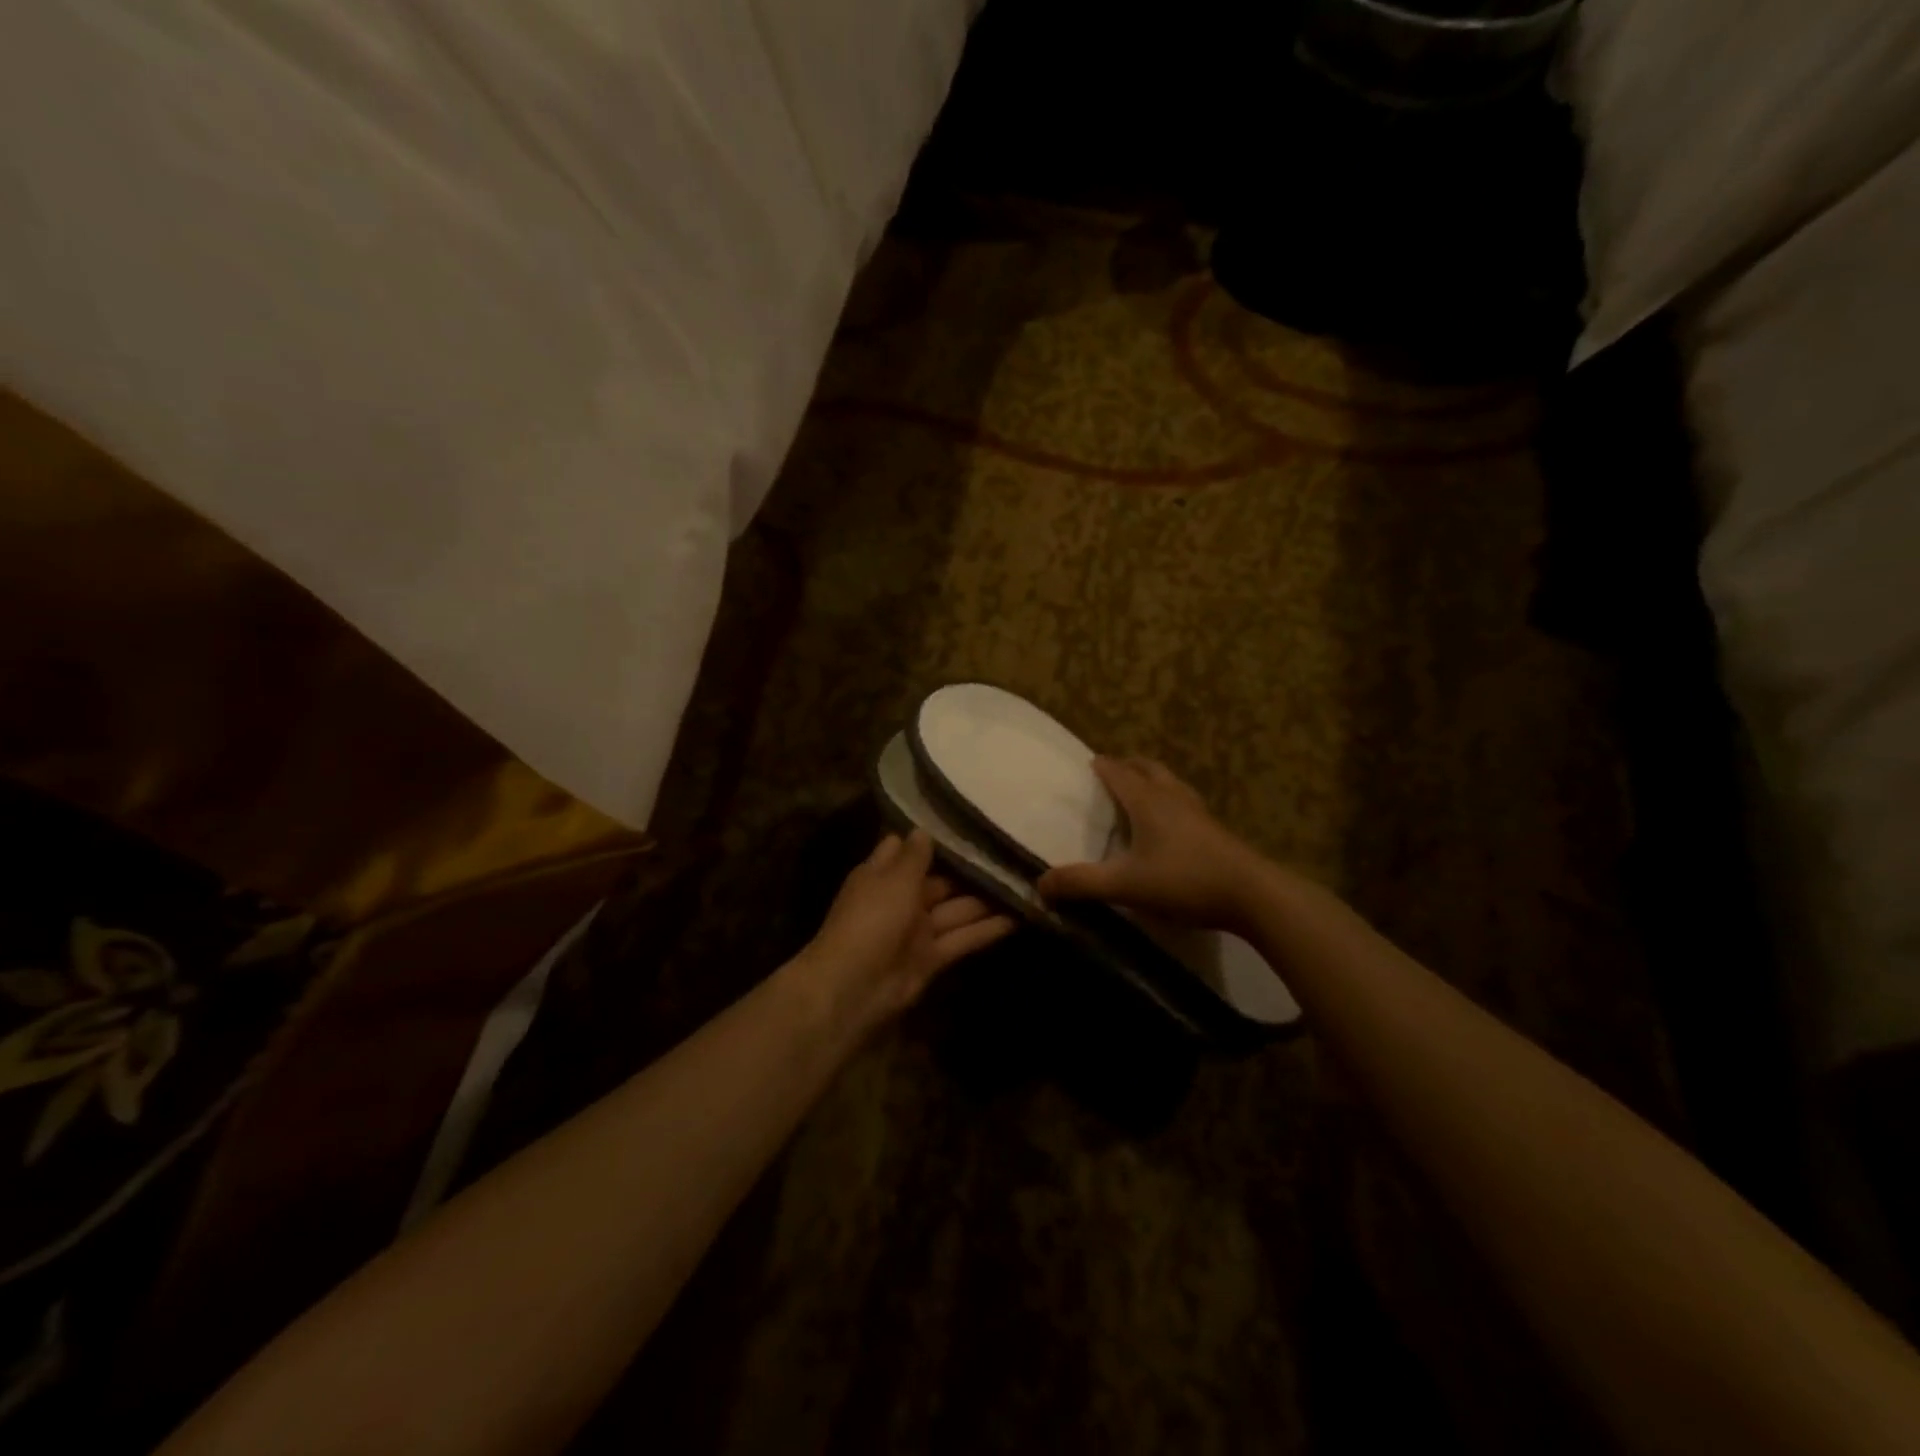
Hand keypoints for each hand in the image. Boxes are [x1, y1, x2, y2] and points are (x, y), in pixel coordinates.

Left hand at [800, 830, 1014, 1029]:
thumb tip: (924, 829)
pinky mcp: (933, 957)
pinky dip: (989, 929)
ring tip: (1025, 881)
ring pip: (957, 909)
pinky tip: (1020, 916)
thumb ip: (914, 856)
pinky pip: (963, 937)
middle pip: (939, 880)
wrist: (855, 988)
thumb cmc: (871, 920)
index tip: (965, 821)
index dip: (931, 838)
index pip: (905, 849)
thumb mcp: (893, 880)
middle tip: (1011, 851)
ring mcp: (917, 930)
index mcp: (881, 875)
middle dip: (970, 869)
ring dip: (987, 899)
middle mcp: (900, 899)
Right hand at [1037, 757, 1264, 929]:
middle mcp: (1172, 797)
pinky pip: (1185, 802)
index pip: (1119, 773)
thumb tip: (1040, 884)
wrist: (1253, 895)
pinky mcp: (1215, 830)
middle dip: (1128, 766)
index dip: (1102, 766)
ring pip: (1171, 783)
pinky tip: (1171, 824)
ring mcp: (1198, 812)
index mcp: (1147, 801)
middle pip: (1148, 769)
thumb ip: (1081, 883)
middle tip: (1113, 771)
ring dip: (1152, 780)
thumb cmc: (1184, 880)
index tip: (1090, 761)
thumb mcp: (1125, 885)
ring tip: (1140, 791)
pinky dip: (1170, 801)